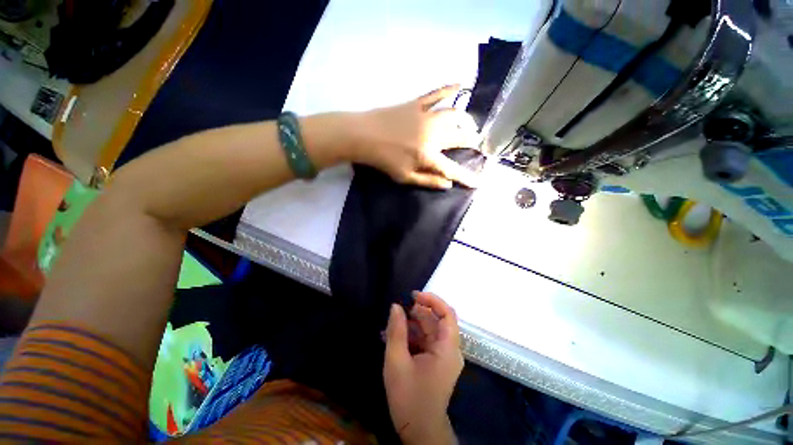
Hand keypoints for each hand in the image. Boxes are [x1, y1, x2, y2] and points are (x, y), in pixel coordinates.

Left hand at [348, 85, 480, 188]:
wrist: (364, 136)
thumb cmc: (384, 161)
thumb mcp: (405, 177)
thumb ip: (428, 181)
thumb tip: (448, 184)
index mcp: (428, 156)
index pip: (453, 169)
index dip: (466, 177)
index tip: (477, 182)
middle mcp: (433, 135)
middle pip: (460, 137)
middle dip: (472, 141)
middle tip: (476, 143)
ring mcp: (426, 117)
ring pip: (454, 115)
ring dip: (465, 120)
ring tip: (469, 124)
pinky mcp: (417, 104)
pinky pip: (437, 93)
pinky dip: (450, 88)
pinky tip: (461, 84)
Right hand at [384, 292, 463, 443]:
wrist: (419, 432)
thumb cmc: (409, 398)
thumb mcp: (397, 362)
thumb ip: (396, 331)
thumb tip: (395, 306)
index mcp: (447, 348)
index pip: (447, 314)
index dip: (432, 300)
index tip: (414, 295)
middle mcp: (449, 349)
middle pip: (436, 321)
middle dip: (417, 312)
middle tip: (398, 310)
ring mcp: (443, 356)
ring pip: (429, 330)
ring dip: (411, 324)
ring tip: (391, 324)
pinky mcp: (435, 362)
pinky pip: (425, 342)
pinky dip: (411, 336)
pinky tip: (393, 337)